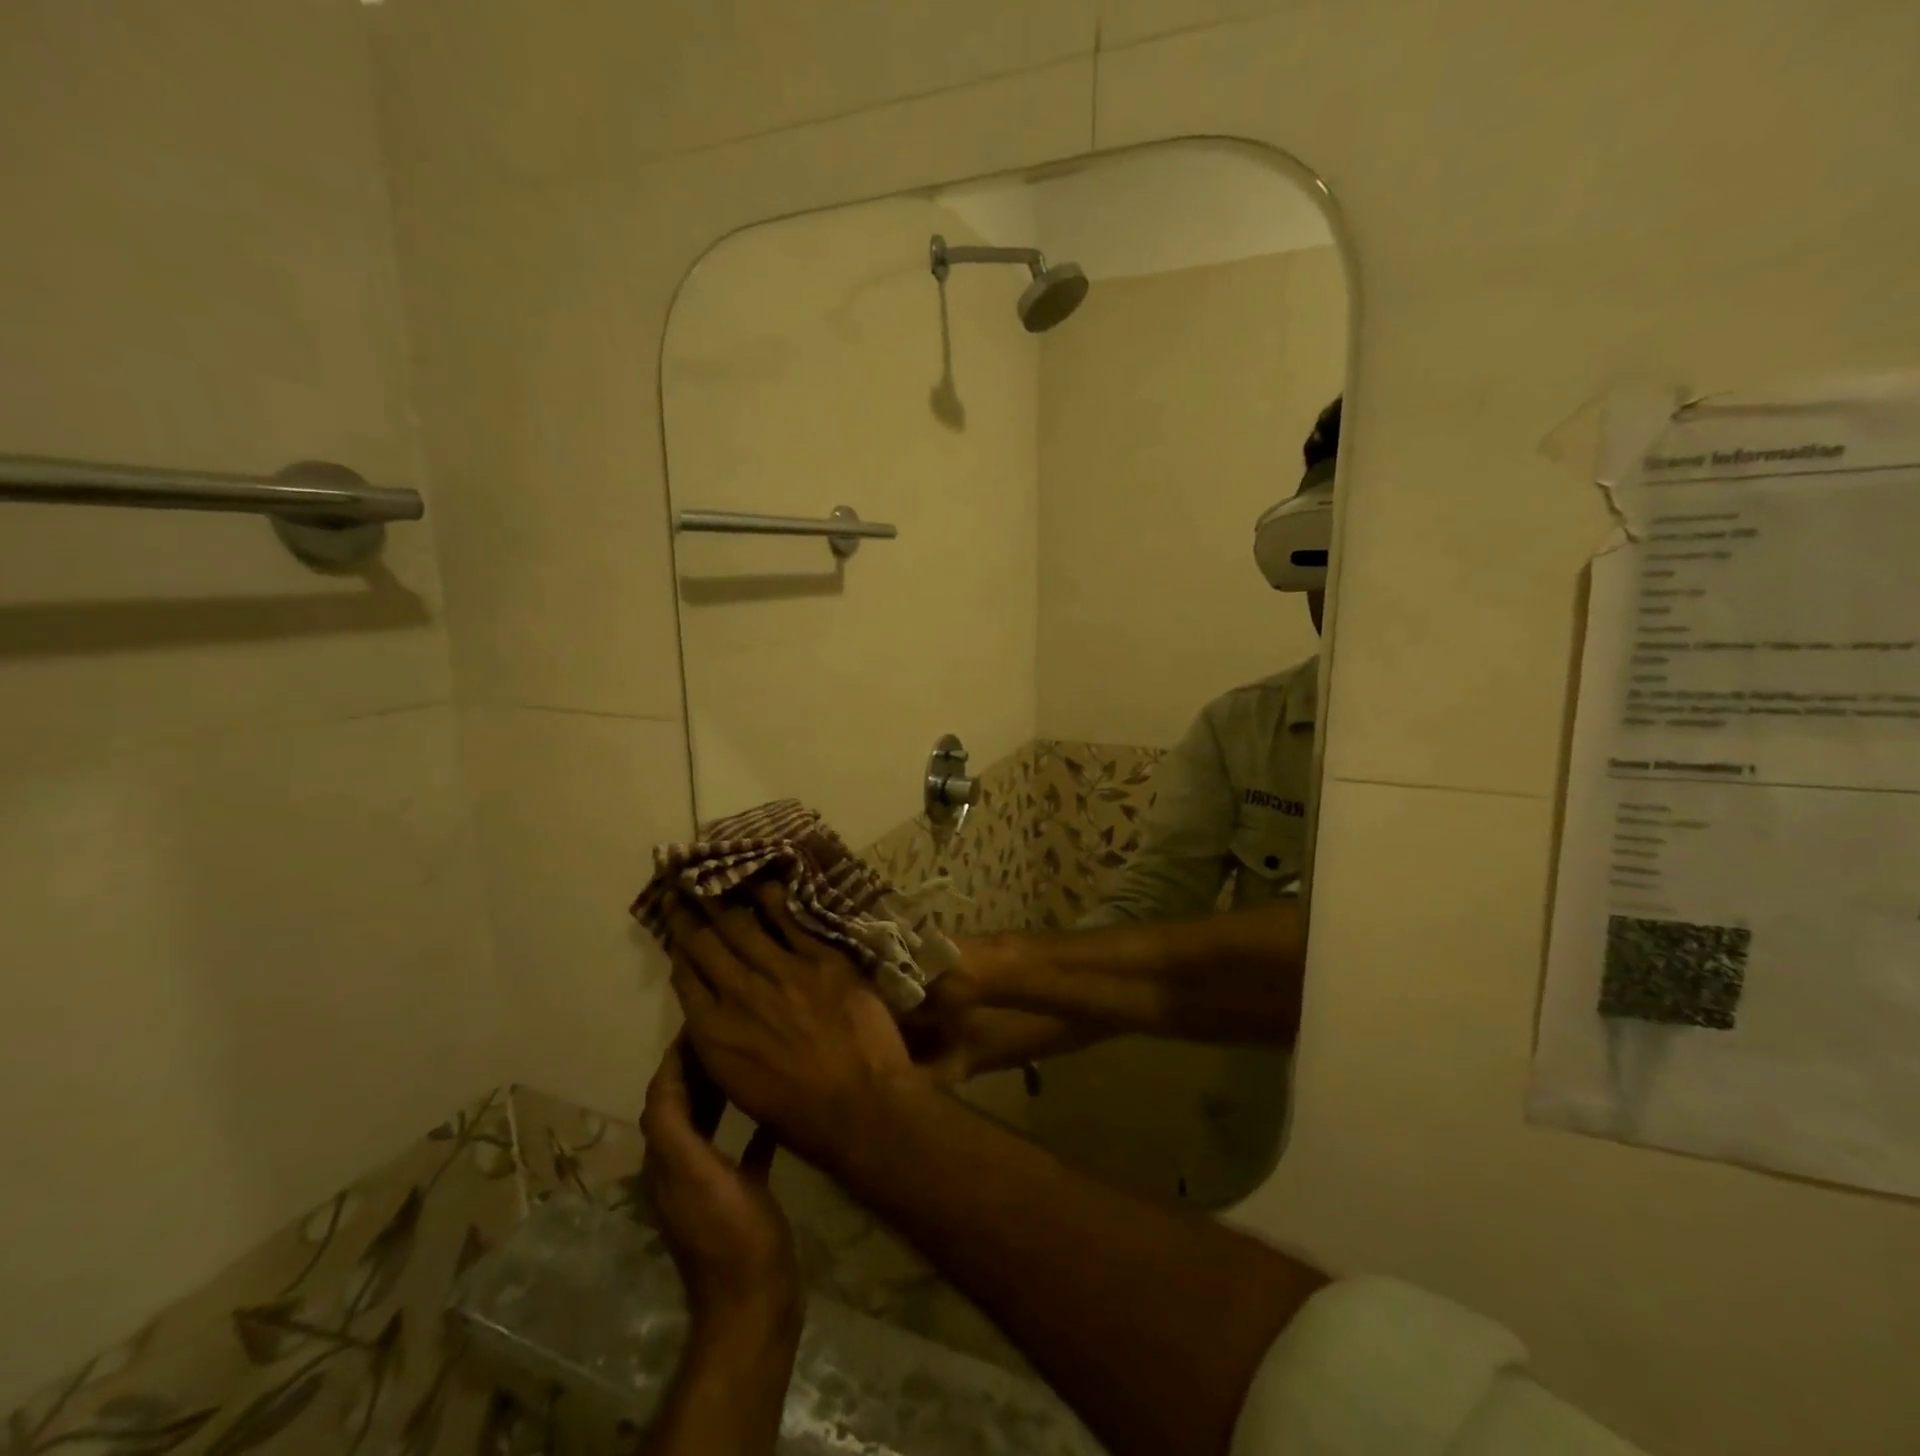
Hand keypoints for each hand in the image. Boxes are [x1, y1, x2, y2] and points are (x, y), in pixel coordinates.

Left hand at [641, 1039, 799, 1335]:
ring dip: (718, 1090)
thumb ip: (676, 1132)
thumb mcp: (699, 1176)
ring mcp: (711, 1183)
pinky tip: (773, 1110)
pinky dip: (749, 1124)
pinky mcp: (738, 1195)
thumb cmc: (731, 1234)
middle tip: (727, 1031)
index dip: (674, 1059)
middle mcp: (681, 1167)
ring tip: (744, 1058)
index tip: (699, 1022)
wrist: (755, 1302)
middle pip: (682, 1105)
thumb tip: (663, 1083)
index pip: (662, 1096)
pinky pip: (740, 1148)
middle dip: (696, 1067)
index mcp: (668, 1159)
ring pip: (708, 1123)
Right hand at [666, 883, 918, 1173]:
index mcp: (715, 1035)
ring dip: (723, 900)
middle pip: (706, 944)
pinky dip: (773, 900)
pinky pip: (791, 921)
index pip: (687, 979)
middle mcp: (739, 995)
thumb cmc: (801, 1114)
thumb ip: (722, 1044)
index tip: (674, 927)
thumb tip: (712, 1013)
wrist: (862, 1106)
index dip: (678, 948)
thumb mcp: (741, 1087)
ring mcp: (782, 973)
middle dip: (689, 914)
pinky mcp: (821, 961)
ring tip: (712, 877)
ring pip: (742, 926)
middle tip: (680, 889)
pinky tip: (763, 882)